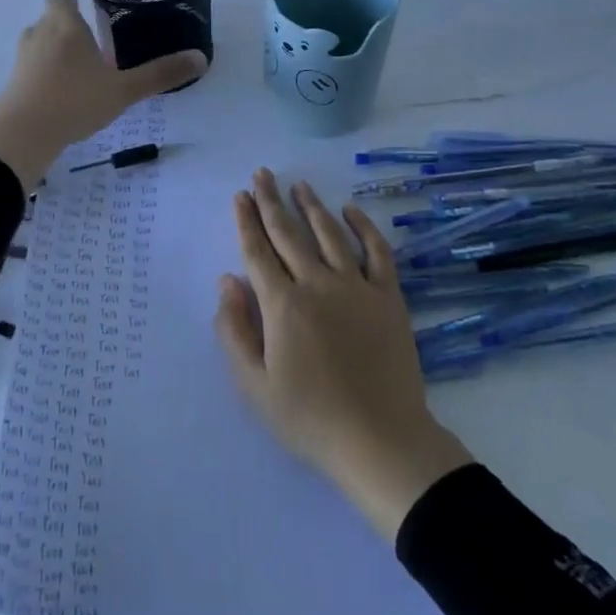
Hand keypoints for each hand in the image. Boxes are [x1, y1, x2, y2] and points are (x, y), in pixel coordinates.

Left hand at [0, 0, 206, 191]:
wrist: (21, 135)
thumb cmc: (74, 101)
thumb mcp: (123, 90)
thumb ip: (160, 74)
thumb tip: (201, 58)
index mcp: (65, 26)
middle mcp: (40, 35)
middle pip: (49, 16)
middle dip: (64, 14)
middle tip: (85, 16)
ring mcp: (24, 59)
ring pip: (39, 39)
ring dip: (54, 40)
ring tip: (74, 50)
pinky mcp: (15, 82)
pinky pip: (33, 64)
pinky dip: (45, 65)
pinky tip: (60, 82)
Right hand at [216, 170, 473, 540]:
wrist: (381, 440)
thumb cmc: (309, 418)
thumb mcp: (254, 385)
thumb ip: (234, 329)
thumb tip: (227, 280)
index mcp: (282, 305)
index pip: (258, 251)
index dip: (247, 221)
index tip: (240, 195)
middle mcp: (317, 284)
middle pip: (289, 233)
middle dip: (271, 201)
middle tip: (262, 174)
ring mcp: (357, 287)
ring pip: (329, 233)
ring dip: (311, 205)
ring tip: (298, 184)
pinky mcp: (388, 297)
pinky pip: (377, 251)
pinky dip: (364, 227)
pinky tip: (351, 210)